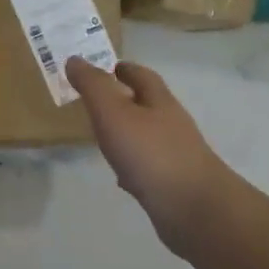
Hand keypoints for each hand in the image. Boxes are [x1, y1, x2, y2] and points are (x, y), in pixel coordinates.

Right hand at [65, 56, 227, 256]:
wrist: (193, 209)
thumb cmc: (151, 153)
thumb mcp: (113, 112)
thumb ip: (93, 86)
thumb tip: (75, 59)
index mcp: (159, 101)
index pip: (141, 75)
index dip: (122, 68)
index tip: (104, 67)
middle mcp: (171, 124)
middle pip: (147, 104)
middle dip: (124, 100)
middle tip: (96, 102)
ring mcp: (175, 155)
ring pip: (147, 136)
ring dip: (127, 133)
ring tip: (103, 137)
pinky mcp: (172, 183)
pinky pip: (148, 167)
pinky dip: (132, 165)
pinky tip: (120, 177)